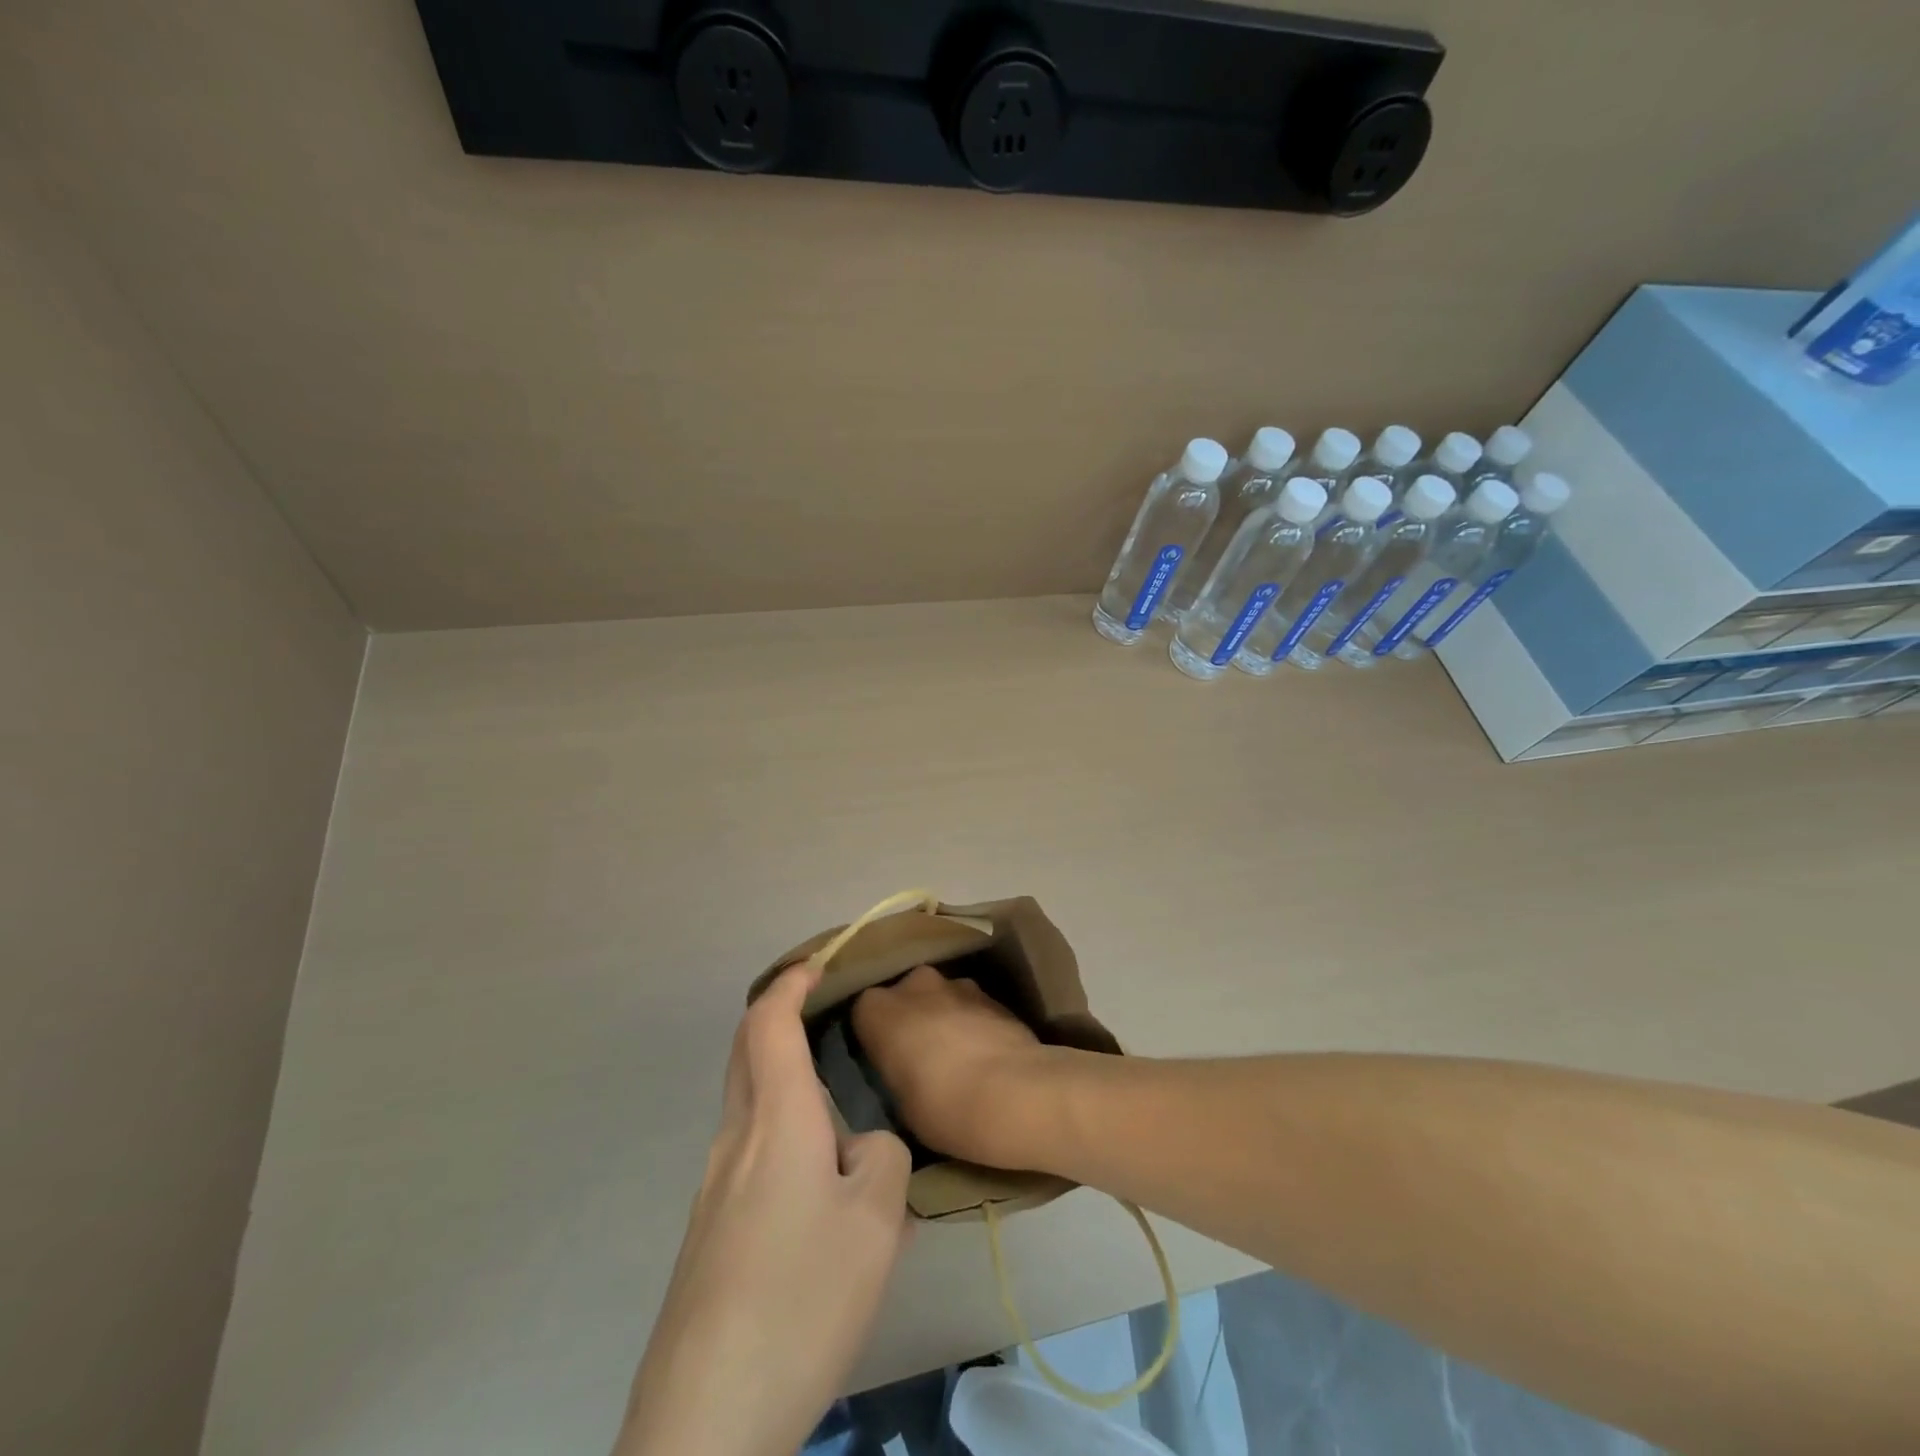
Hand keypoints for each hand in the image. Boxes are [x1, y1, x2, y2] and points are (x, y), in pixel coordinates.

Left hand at [615, 963, 911, 1455]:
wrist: (705, 1419)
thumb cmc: (801, 1295)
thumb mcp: (876, 1220)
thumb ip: (882, 1157)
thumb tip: (861, 1148)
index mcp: (775, 1119)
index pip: (769, 1022)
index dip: (791, 983)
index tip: (818, 964)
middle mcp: (735, 1140)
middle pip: (746, 1052)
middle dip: (778, 1018)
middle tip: (825, 1014)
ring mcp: (713, 1188)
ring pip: (750, 1106)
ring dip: (787, 1086)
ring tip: (844, 1120)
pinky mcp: (709, 1232)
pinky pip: (750, 1154)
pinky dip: (784, 1135)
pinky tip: (822, 1195)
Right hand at [852, 965, 1054, 1168]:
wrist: (1017, 1094)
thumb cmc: (943, 1107)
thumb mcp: (899, 1103)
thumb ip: (894, 1072)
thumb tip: (904, 1067)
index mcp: (879, 1009)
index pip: (864, 1013)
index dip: (873, 1037)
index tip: (883, 1062)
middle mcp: (915, 983)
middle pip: (904, 996)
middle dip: (910, 1019)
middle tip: (918, 1057)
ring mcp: (958, 984)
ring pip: (940, 998)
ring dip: (943, 1018)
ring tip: (956, 1058)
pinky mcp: (994, 994)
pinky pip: (970, 1007)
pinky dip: (972, 1023)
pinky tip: (984, 1055)